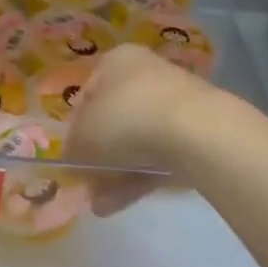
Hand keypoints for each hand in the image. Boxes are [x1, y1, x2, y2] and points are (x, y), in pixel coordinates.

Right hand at [65, 46, 219, 215]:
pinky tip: (119, 204)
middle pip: (113, 119)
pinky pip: (159, 156)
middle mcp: (146, 73)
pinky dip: (139, 178)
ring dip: (116, 174)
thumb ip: (73, 149)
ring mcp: (175, 103)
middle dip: (98, 156)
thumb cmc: (125, 118)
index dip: (75, 128)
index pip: (87, 94)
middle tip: (86, 183)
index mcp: (116, 60)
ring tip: (100, 206)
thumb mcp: (83, 136)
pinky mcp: (196, 132)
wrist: (196, 131)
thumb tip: (74, 162)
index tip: (71, 156)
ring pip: (137, 142)